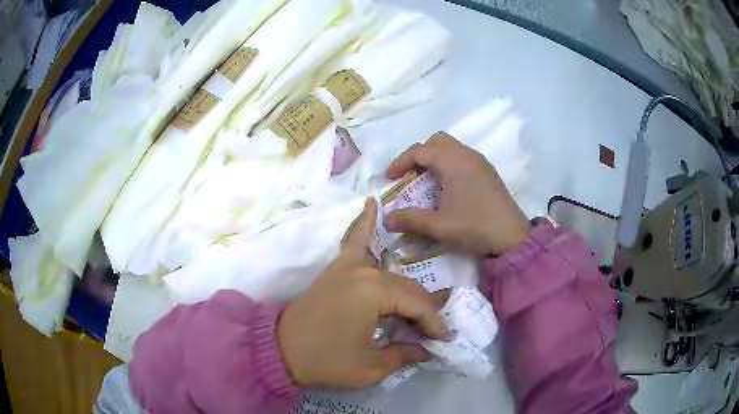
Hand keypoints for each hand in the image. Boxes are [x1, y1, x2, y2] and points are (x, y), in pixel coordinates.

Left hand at [278, 199, 447, 388]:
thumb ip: (404, 354)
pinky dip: (364, 223)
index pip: (418, 305)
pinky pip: (354, 241)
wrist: (280, 350)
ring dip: (407, 288)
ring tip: (420, 308)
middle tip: (431, 332)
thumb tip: (426, 349)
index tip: (444, 340)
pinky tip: (371, 202)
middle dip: (423, 310)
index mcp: (374, 293)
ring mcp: (347, 266)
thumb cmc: (326, 362)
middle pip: (407, 287)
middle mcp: (364, 272)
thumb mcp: (370, 368)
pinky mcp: (335, 269)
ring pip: (391, 271)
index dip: (434, 324)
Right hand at [385, 133, 530, 255]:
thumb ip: (410, 220)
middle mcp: (467, 155)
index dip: (400, 162)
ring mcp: (480, 162)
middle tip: (410, 175)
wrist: (513, 238)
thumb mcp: (439, 226)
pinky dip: (449, 164)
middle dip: (419, 155)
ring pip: (451, 148)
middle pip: (436, 141)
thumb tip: (386, 220)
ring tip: (426, 182)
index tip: (389, 179)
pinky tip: (448, 187)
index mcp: (453, 162)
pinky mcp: (488, 172)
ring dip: (435, 159)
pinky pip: (462, 157)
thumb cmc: (474, 227)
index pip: (419, 150)